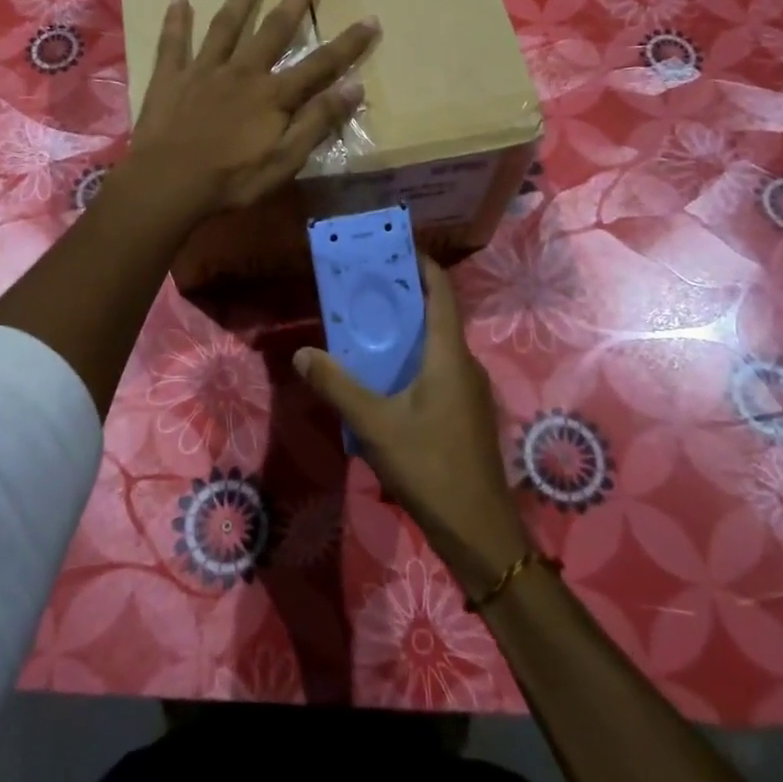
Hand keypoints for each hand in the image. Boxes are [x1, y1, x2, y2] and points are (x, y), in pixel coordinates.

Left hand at [128, 0, 377, 221]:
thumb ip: (317, 122)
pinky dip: (176, 20)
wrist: (169, 183)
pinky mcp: (170, 77)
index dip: (348, 44)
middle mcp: (242, 71)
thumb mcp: (285, 160)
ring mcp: (203, 70)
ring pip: (225, 26)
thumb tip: (354, 87)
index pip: (320, 64)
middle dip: (295, 1)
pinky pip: (173, 42)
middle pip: (273, 30)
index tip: (371, 19)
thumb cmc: (232, 179)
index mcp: (273, 94)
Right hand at [293, 257, 530, 597]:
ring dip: (406, 335)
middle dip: (403, 300)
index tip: (393, 251)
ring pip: (436, 348)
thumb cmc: (430, 466)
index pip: (441, 292)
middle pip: (436, 317)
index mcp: (448, 354)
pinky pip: (439, 373)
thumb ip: (337, 386)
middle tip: (364, 292)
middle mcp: (464, 364)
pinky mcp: (467, 415)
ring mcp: (470, 392)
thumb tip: (303, 353)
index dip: (421, 266)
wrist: (479, 530)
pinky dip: (413, 364)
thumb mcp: (375, 424)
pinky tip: (386, 384)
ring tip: (367, 333)